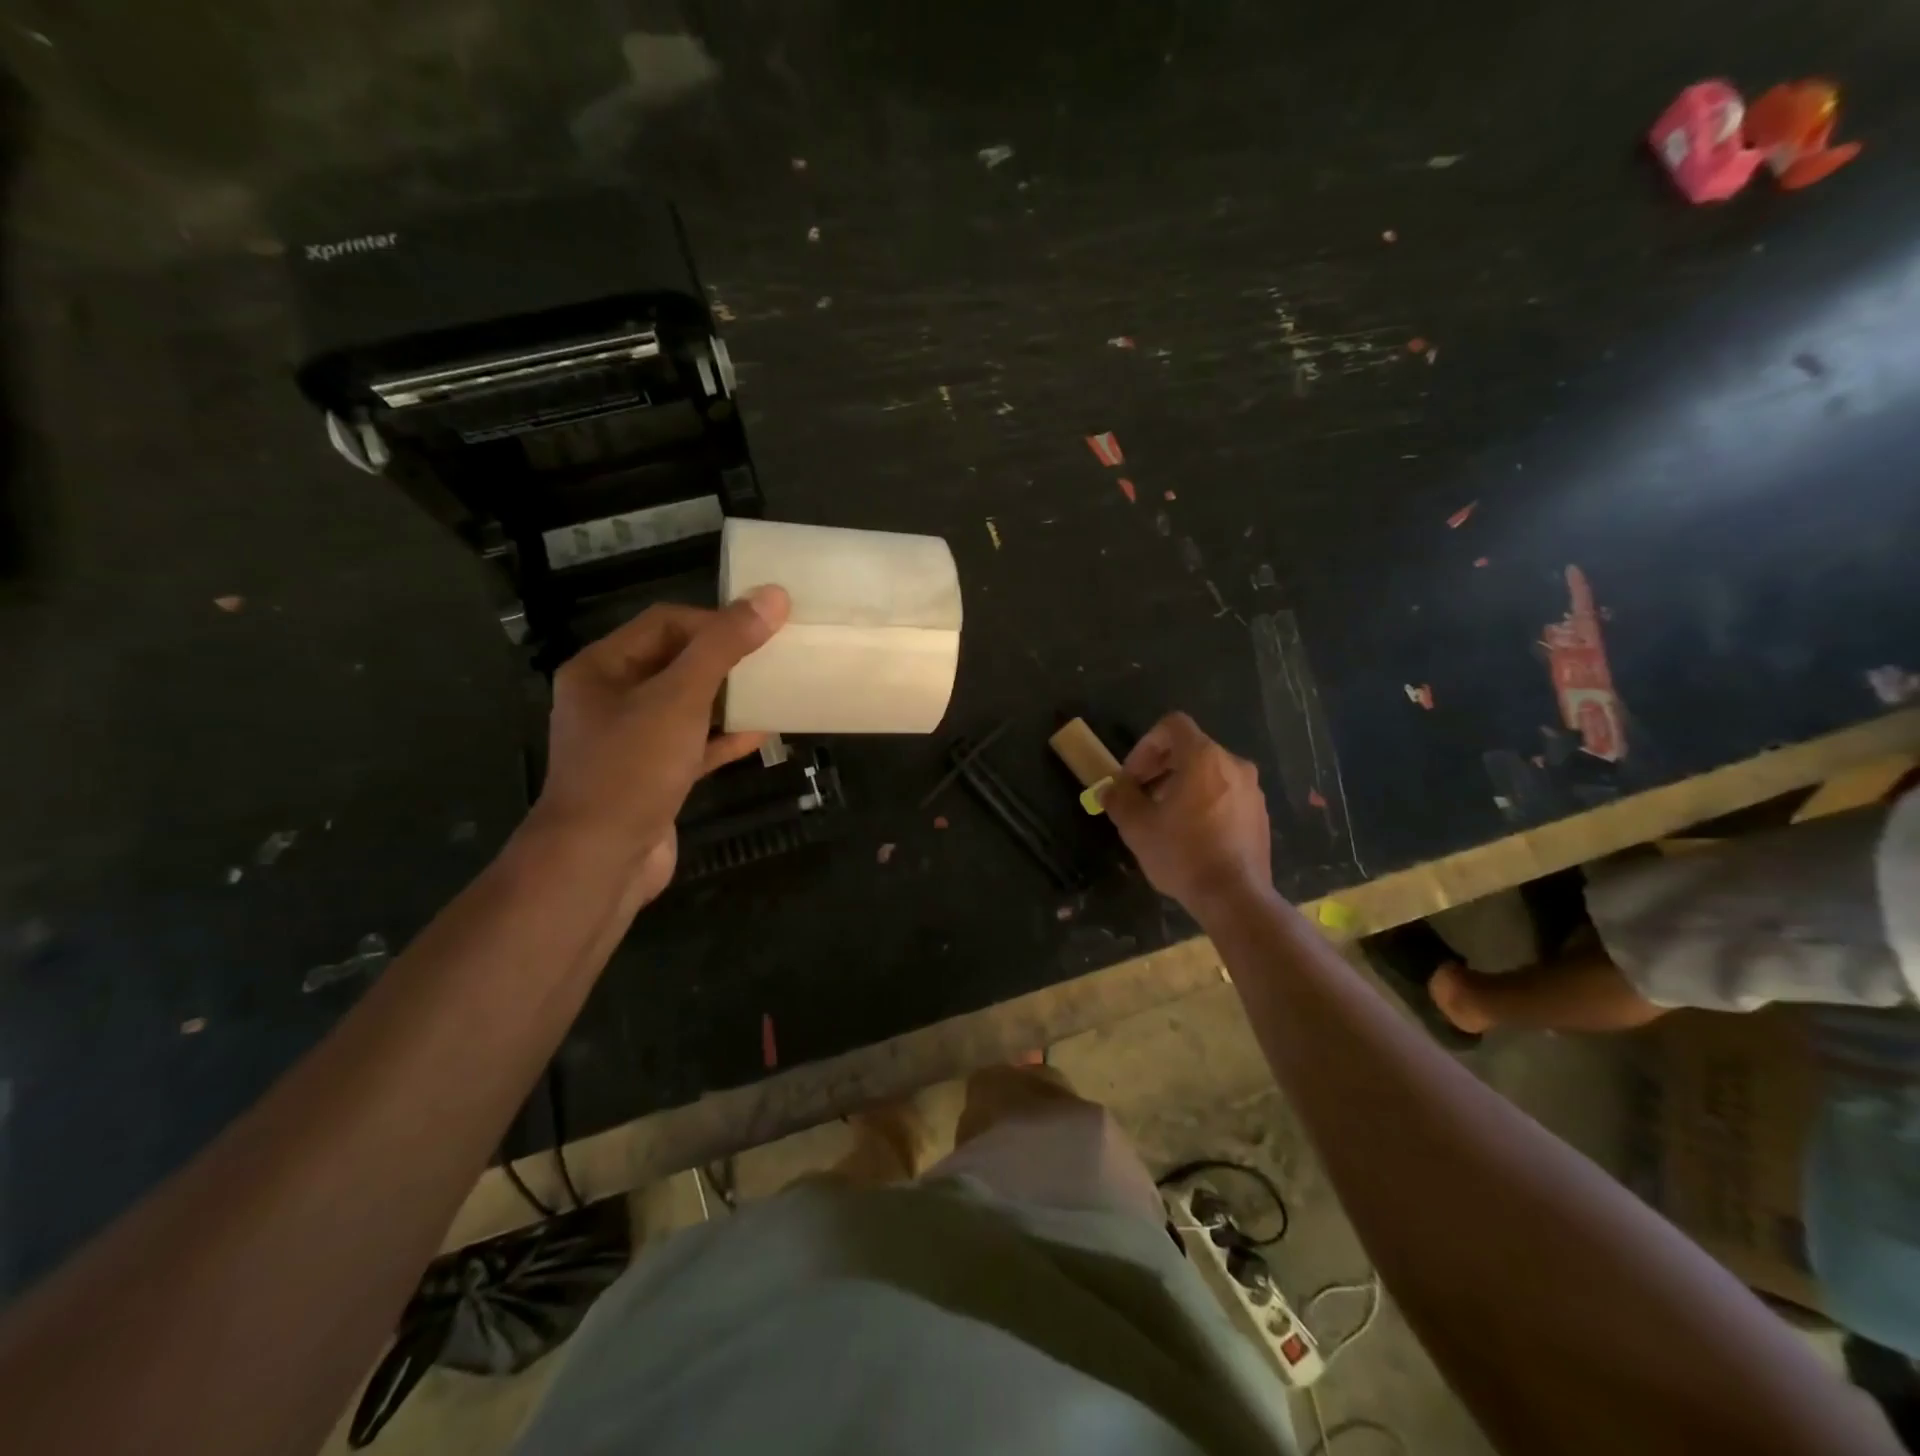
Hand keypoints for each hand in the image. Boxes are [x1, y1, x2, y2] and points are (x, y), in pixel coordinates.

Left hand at [529, 586, 789, 901]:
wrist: (599, 861)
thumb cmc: (632, 768)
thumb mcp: (680, 698)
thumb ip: (724, 646)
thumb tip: (771, 596)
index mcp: (602, 668)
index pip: (664, 622)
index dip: (715, 621)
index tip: (763, 630)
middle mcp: (611, 699)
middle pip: (676, 662)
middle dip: (725, 658)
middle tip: (773, 656)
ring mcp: (631, 742)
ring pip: (687, 706)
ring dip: (728, 698)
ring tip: (773, 689)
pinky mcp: (652, 777)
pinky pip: (693, 745)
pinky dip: (724, 738)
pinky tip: (762, 734)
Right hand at [1102, 712, 1272, 914]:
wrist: (1235, 898)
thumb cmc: (1182, 854)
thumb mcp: (1137, 826)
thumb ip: (1120, 799)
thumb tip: (1110, 789)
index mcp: (1204, 758)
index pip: (1172, 726)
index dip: (1145, 745)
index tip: (1133, 777)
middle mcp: (1233, 764)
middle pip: (1190, 749)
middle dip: (1160, 768)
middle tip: (1141, 797)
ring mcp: (1252, 790)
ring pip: (1209, 773)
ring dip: (1181, 786)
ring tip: (1164, 819)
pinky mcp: (1260, 815)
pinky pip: (1226, 794)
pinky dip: (1204, 802)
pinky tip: (1191, 835)